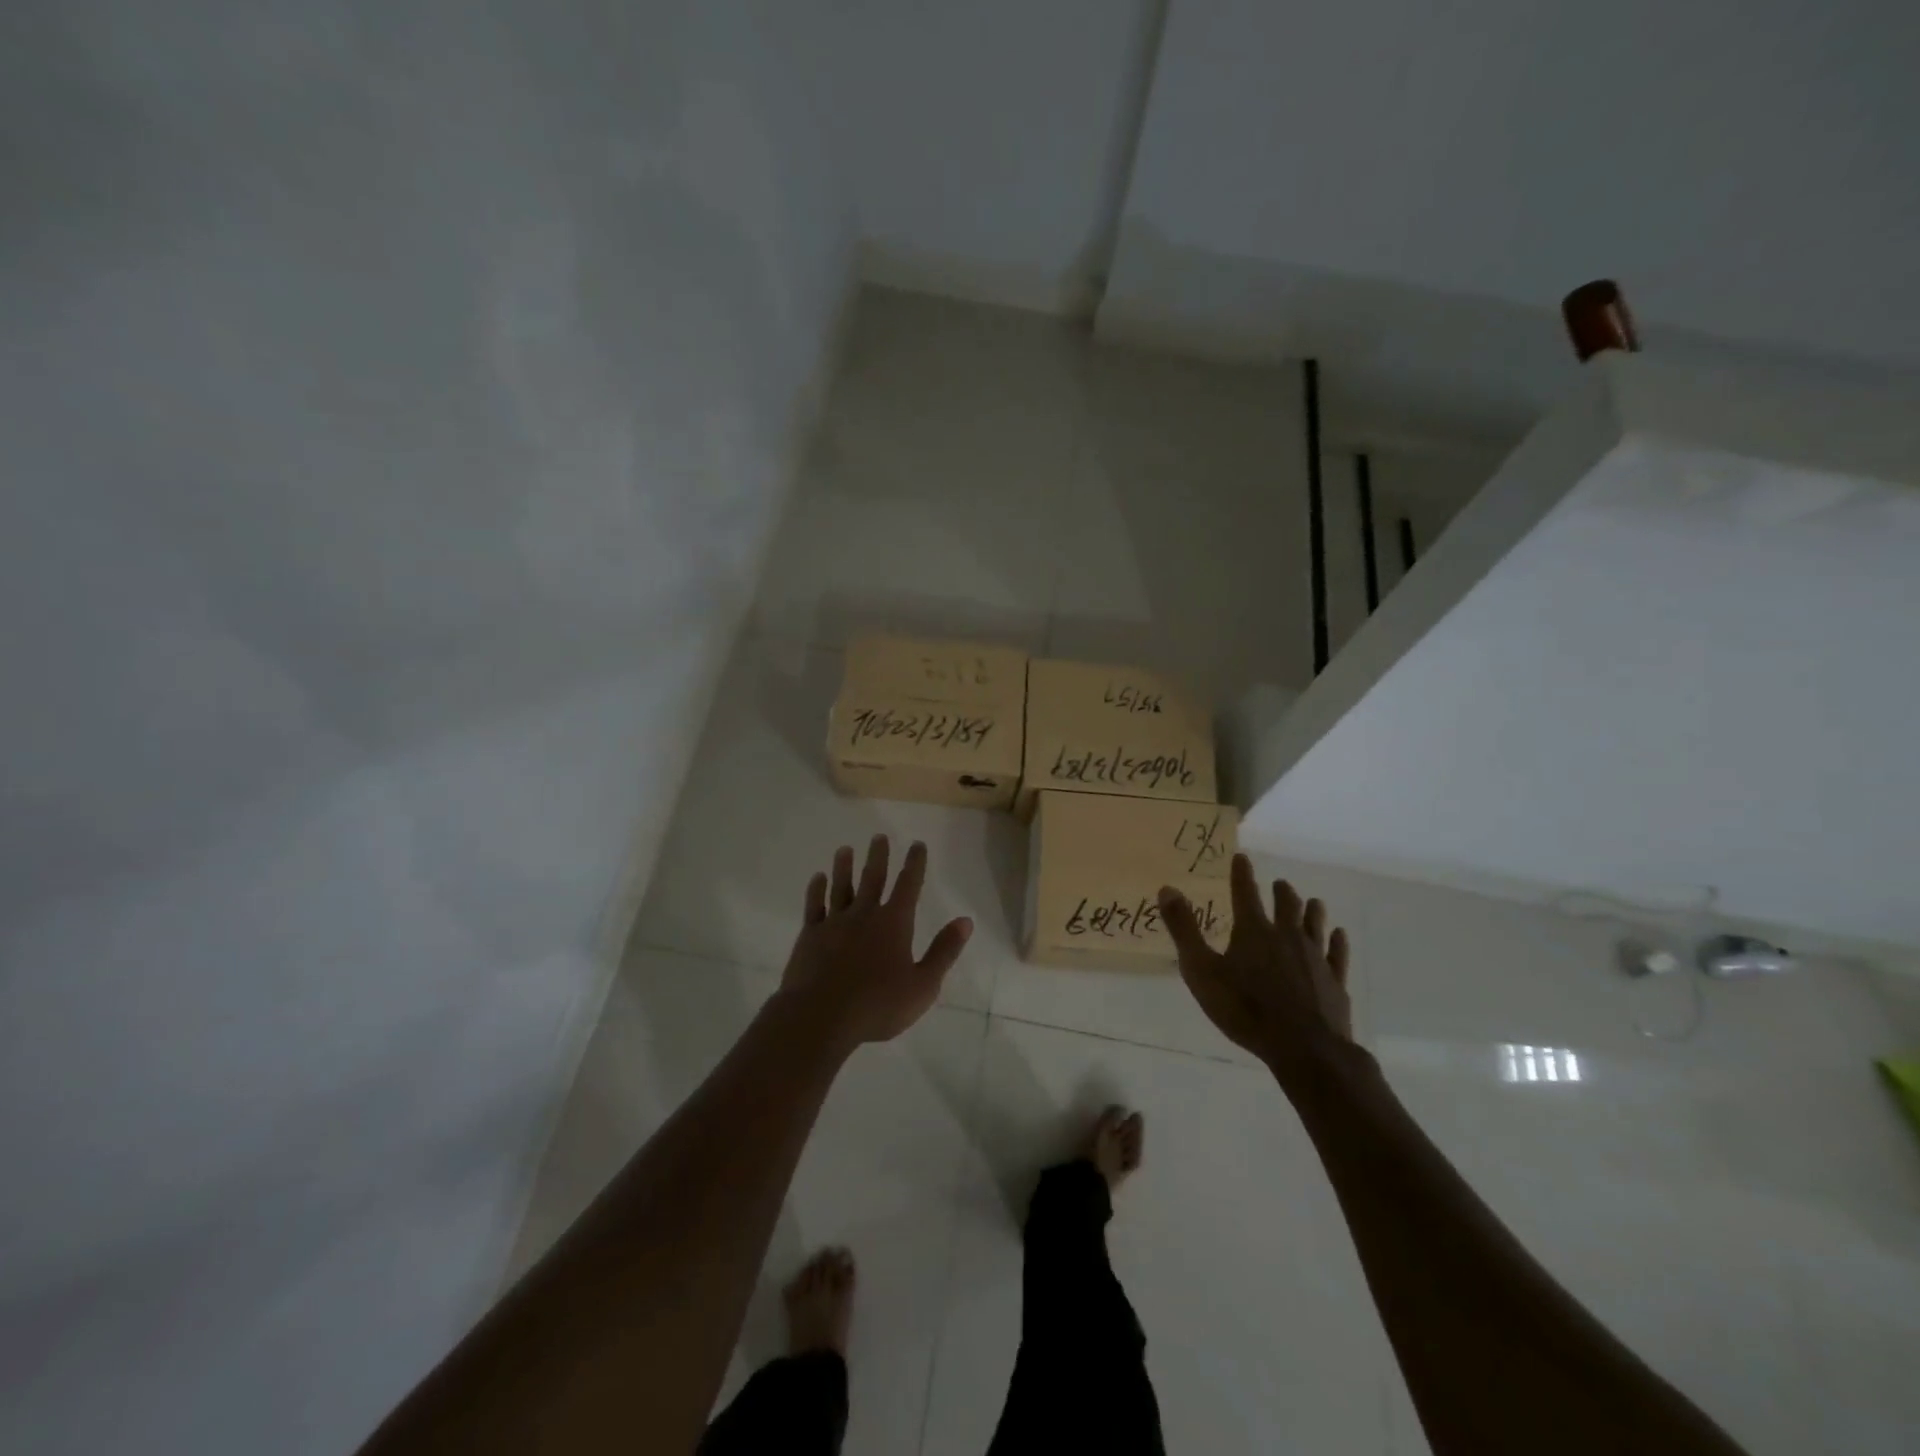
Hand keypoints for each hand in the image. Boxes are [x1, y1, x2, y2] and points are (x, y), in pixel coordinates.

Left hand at [779, 835, 972, 1048]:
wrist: (820, 1016)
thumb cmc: (877, 1005)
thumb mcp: (923, 985)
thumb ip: (944, 951)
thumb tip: (965, 921)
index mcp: (894, 923)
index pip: (908, 885)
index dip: (914, 863)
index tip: (917, 844)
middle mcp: (864, 914)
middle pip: (873, 878)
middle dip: (879, 856)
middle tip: (879, 836)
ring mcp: (834, 923)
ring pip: (841, 887)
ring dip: (844, 867)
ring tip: (845, 849)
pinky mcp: (810, 936)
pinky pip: (814, 906)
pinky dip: (816, 890)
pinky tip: (817, 878)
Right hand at [1158, 854, 1352, 1080]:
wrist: (1305, 1048)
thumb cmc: (1245, 1009)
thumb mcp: (1201, 971)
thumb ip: (1184, 929)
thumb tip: (1167, 889)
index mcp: (1253, 931)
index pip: (1245, 892)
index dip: (1241, 873)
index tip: (1241, 857)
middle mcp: (1287, 935)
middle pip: (1286, 905)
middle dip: (1281, 891)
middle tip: (1279, 883)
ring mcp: (1315, 957)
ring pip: (1315, 924)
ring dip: (1312, 910)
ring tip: (1312, 901)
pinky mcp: (1334, 980)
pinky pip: (1337, 953)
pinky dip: (1337, 941)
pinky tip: (1339, 935)